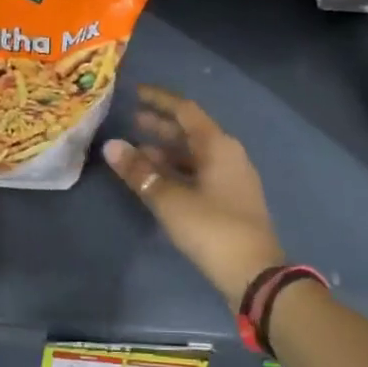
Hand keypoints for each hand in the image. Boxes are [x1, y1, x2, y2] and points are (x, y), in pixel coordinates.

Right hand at [103, 85, 283, 308]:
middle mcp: (228, 154)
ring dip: (166, 151)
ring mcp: (231, 178)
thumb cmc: (212, 229)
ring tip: (136, 152)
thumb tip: (111, 145)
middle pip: (190, 132)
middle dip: (160, 126)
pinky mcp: (230, 200)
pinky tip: (156, 180)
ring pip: (194, 155)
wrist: (255, 274)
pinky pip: (198, 173)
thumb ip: (139, 172)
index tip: (135, 92)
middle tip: (131, 120)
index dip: (159, 100)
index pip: (185, 110)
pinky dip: (176, 171)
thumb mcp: (169, 199)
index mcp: (218, 145)